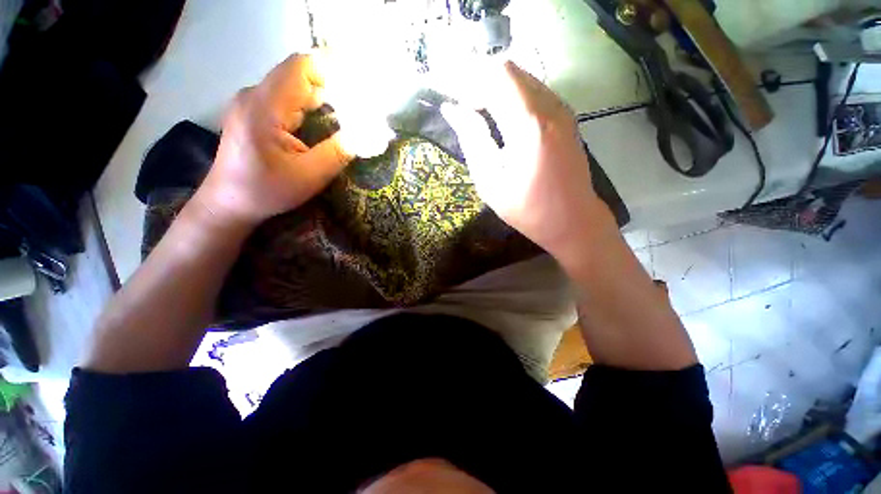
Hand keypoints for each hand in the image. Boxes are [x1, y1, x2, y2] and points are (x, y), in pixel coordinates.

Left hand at [195, 53, 353, 228]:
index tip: (356, 95)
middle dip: (331, 91)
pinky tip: (320, 126)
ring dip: (320, 101)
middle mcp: (254, 95)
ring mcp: (251, 102)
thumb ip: (339, 152)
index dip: (332, 73)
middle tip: (357, 114)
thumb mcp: (309, 176)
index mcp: (263, 107)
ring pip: (293, 87)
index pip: (301, 67)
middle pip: (298, 76)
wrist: (228, 203)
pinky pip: (285, 99)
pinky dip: (308, 108)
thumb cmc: (266, 191)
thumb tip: (367, 135)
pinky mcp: (253, 112)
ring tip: (344, 121)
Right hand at [442, 61, 607, 258]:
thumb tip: (452, 110)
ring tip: (481, 118)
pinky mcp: (567, 118)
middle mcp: (550, 108)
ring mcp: (563, 111)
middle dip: (482, 84)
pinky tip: (504, 122)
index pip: (497, 75)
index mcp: (528, 125)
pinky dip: (513, 98)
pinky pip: (535, 92)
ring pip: (523, 79)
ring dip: (497, 91)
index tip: (457, 105)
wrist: (573, 220)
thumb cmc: (527, 209)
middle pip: (510, 71)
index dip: (470, 82)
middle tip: (465, 112)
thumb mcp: (490, 181)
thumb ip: (472, 140)